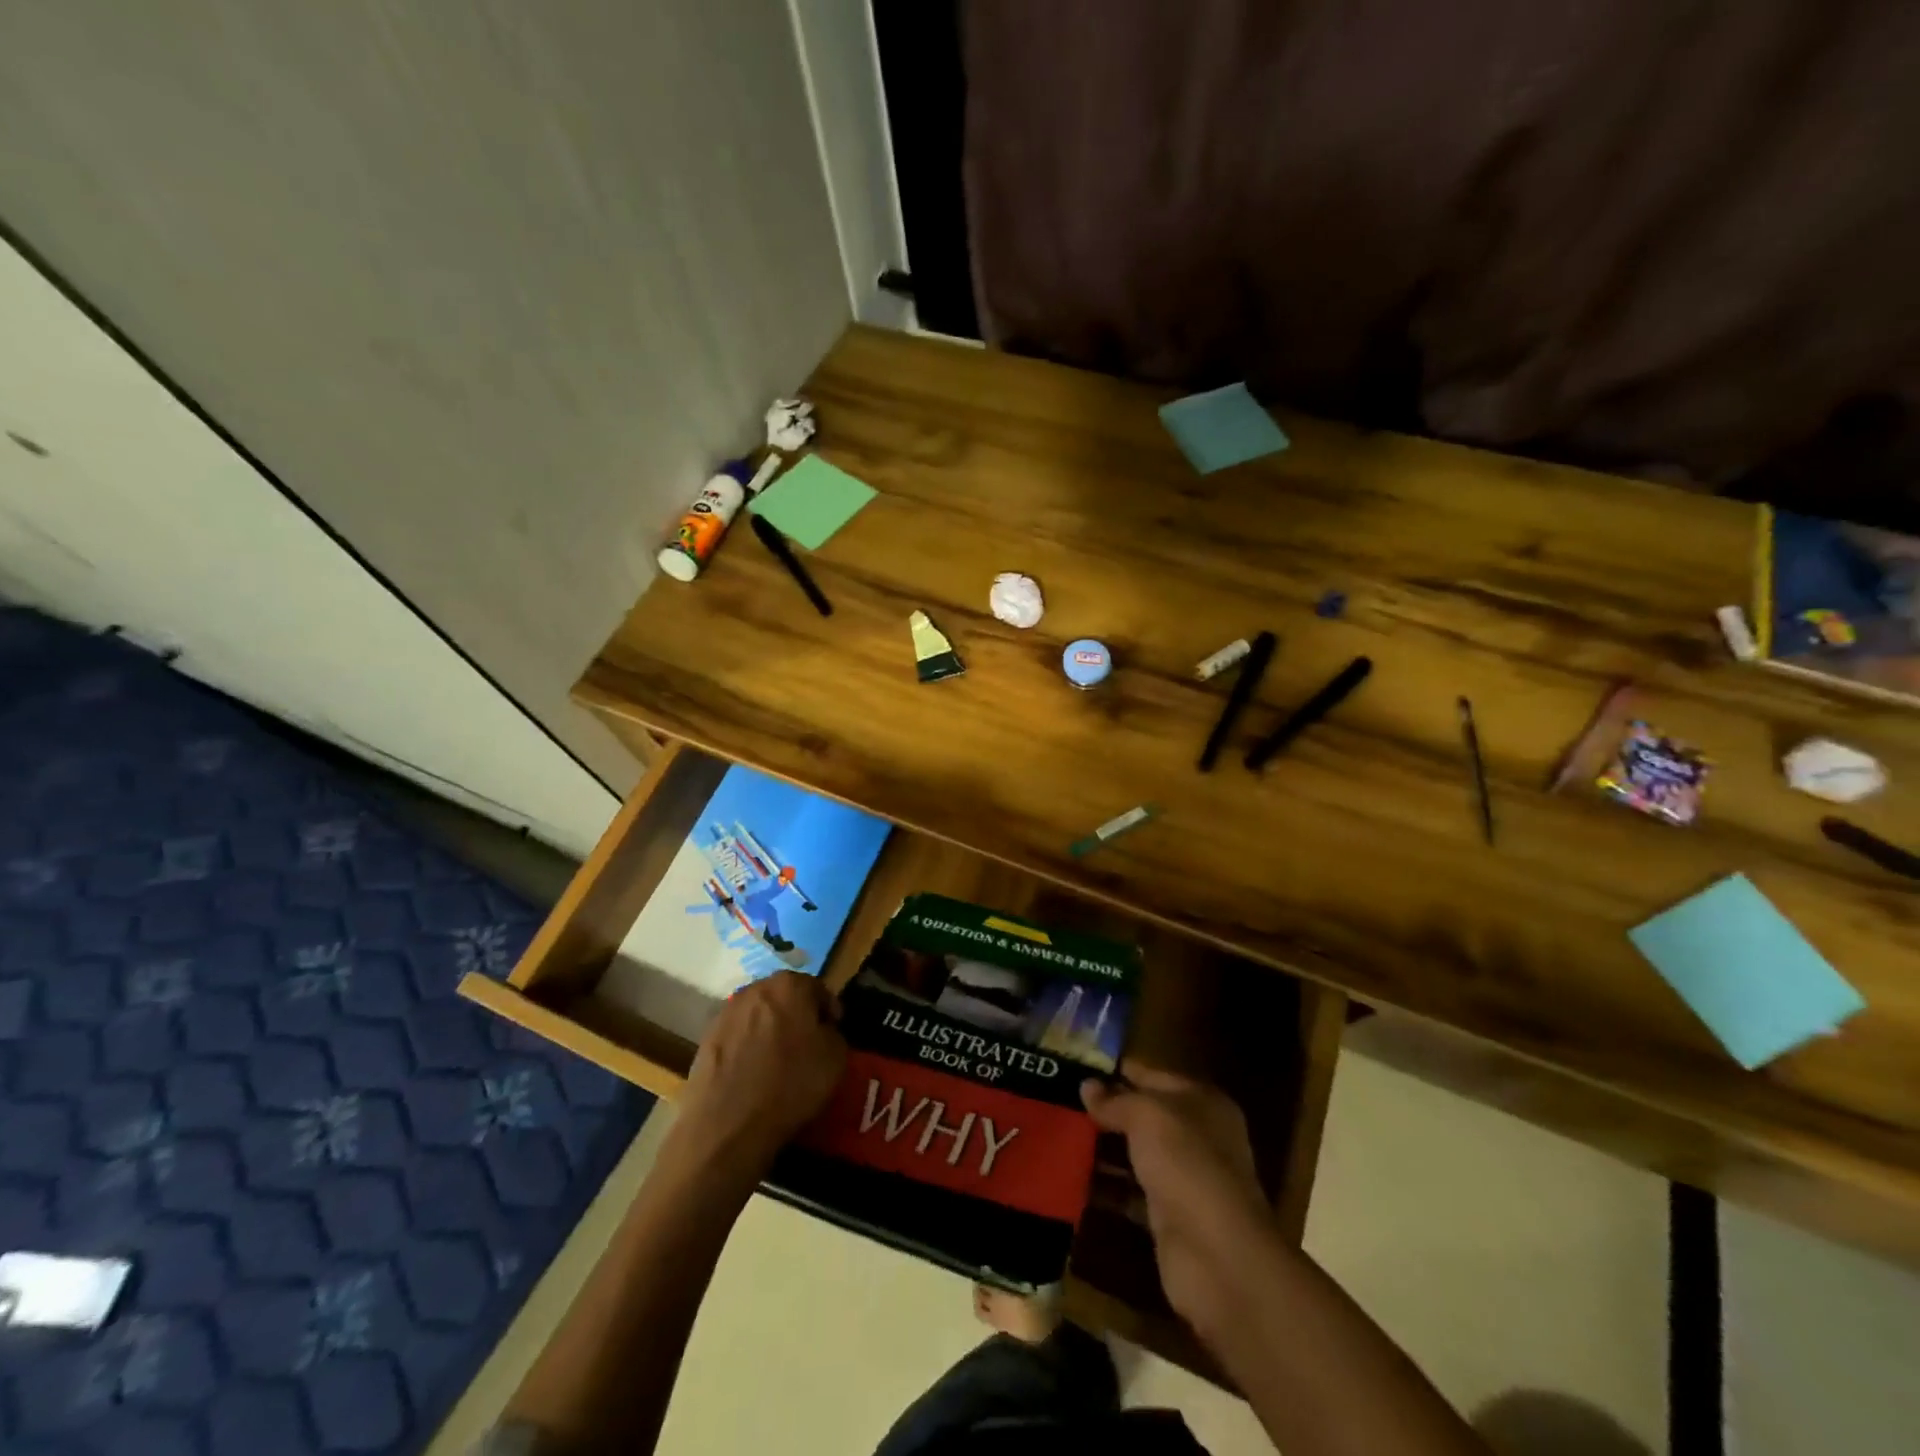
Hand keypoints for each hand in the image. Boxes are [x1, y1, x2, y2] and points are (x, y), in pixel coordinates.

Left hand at [674, 971, 846, 1181]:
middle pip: (784, 996)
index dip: (828, 1010)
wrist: (726, 1125)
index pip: (817, 988)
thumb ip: (833, 1033)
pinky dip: (747, 1046)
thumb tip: (822, 1031)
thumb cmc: (790, 1084)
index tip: (833, 1030)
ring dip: (770, 1029)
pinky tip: (753, 1072)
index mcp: (790, 985)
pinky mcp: (705, 1038)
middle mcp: (755, 989)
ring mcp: (726, 1013)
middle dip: (797, 1014)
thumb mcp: (836, 1058)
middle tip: (807, 1042)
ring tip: (778, 1059)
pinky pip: (737, 1036)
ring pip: (758, 1014)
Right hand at [1082, 1065, 1275, 1334]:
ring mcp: (1184, 1179)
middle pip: (1144, 1116)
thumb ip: (1116, 1100)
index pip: (1153, 1075)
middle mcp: (1197, 1137)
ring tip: (1057, 1135)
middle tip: (1059, 1100)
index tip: (1076, 1066)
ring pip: (1135, 1154)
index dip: (1118, 1070)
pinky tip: (1070, 1178)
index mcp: (1202, 1102)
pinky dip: (1105, 1188)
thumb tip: (1086, 1086)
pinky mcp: (1168, 1218)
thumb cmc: (1187, 1164)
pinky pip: (1129, 1193)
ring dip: (1101, 1149)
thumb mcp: (1148, 1116)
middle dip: (1105, 1110)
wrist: (1218, 1257)